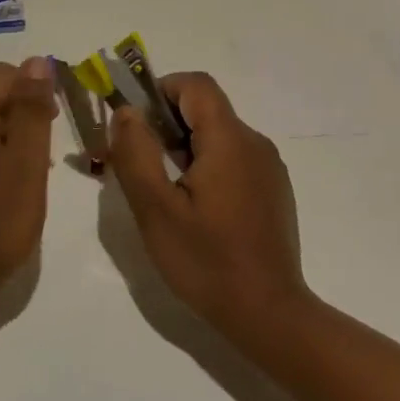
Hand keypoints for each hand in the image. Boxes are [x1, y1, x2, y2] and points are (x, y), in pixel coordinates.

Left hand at [0, 57, 56, 310]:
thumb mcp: (25, 167)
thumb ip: (32, 111)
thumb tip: (37, 62)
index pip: (2, 74)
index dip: (35, 89)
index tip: (57, 124)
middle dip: (25, 114)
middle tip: (46, 156)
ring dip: (14, 135)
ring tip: (32, 174)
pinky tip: (9, 186)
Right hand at [107, 73, 311, 342]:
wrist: (269, 316)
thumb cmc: (207, 262)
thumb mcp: (156, 209)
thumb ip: (136, 152)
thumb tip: (126, 110)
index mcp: (230, 140)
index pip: (196, 85)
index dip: (161, 90)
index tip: (135, 123)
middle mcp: (255, 143)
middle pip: (206, 109)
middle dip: (167, 125)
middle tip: (142, 165)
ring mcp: (268, 168)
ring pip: (218, 136)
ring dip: (186, 148)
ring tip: (165, 193)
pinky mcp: (273, 191)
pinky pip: (234, 159)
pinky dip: (207, 167)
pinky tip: (196, 210)